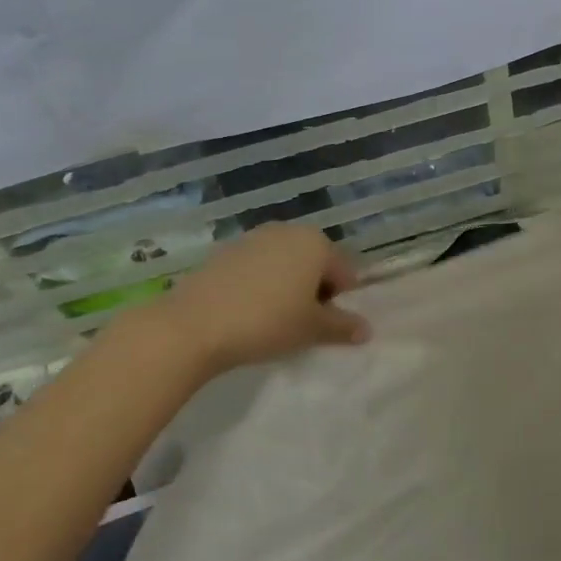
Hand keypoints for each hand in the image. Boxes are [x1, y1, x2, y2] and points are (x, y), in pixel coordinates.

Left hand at [141, 224, 369, 375]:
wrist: (194, 325)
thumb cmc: (267, 322)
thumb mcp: (311, 329)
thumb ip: (342, 326)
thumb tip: (367, 329)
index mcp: (316, 243)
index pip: (344, 271)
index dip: (340, 299)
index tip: (324, 324)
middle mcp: (287, 230)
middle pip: (314, 262)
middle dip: (314, 288)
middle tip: (301, 321)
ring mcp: (253, 237)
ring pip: (284, 262)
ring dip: (287, 285)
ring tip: (273, 317)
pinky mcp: (225, 250)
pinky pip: (256, 266)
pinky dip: (260, 283)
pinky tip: (246, 310)